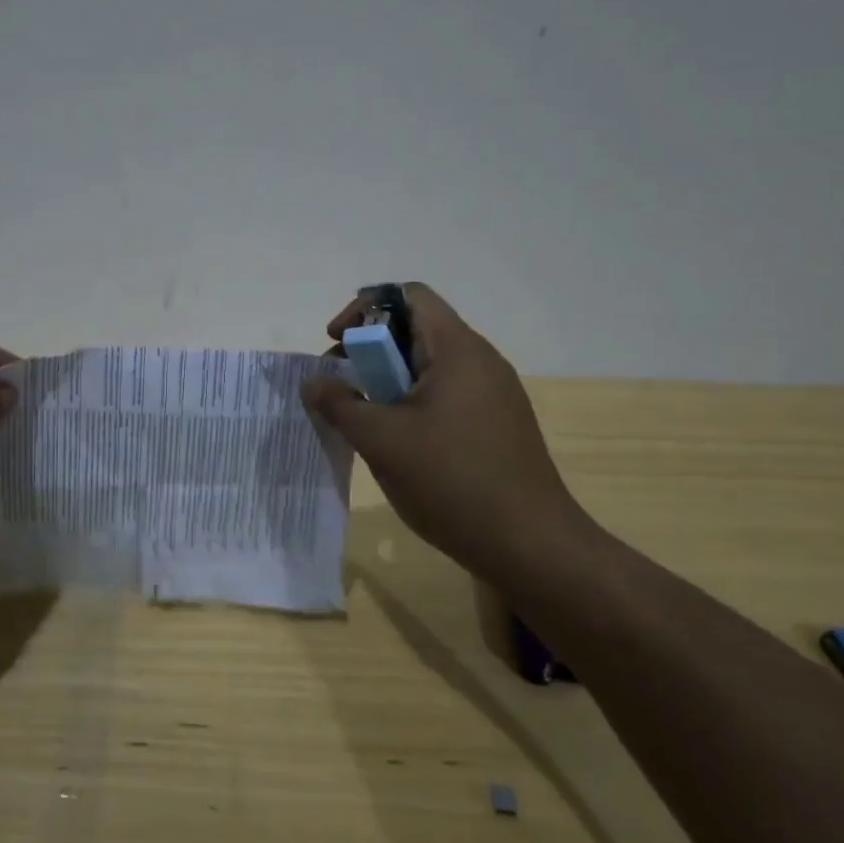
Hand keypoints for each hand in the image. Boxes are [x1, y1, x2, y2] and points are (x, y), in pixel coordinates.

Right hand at [301, 285, 585, 570]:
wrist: (531, 546)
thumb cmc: (451, 480)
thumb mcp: (381, 439)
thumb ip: (339, 403)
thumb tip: (313, 382)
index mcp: (457, 349)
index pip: (408, 296)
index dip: (364, 310)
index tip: (336, 345)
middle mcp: (480, 361)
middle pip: (415, 330)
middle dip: (369, 351)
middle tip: (340, 388)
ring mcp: (493, 394)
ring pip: (428, 367)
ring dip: (387, 382)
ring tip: (363, 419)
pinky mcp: (496, 425)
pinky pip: (444, 395)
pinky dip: (411, 404)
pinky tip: (397, 444)